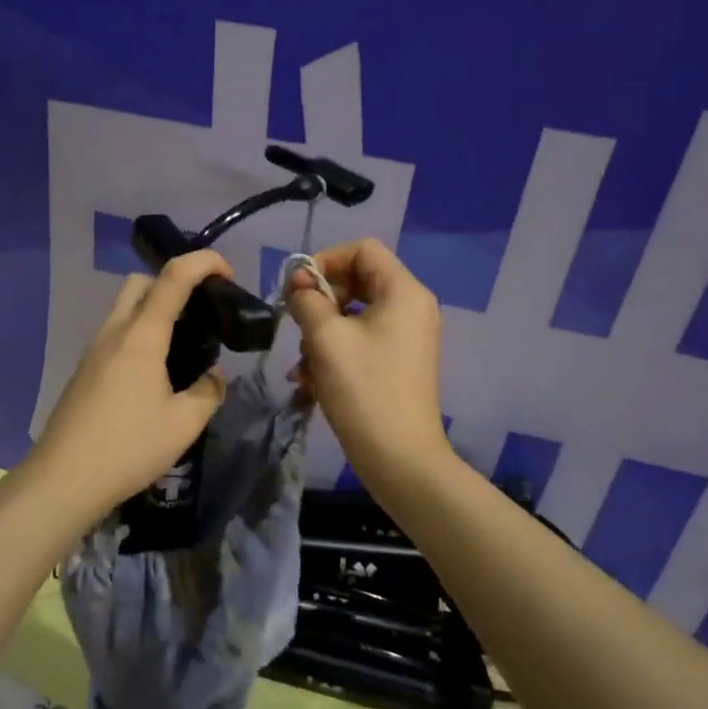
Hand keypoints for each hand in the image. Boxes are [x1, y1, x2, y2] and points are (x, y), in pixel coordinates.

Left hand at [26, 250, 232, 521]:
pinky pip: (115, 335)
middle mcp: (114, 332)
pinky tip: (154, 375)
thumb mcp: (184, 424)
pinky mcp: (84, 371)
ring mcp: (94, 351)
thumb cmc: (128, 447)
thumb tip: (213, 376)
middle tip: (199, 313)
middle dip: (172, 282)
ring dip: (154, 310)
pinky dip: (139, 335)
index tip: (227, 275)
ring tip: (182, 347)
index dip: (203, 262)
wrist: (63, 479)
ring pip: (124, 308)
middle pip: (140, 282)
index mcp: (142, 335)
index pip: (173, 277)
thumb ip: (208, 392)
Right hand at [287, 239, 455, 491]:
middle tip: (296, 324)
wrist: (399, 458)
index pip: (362, 249)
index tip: (298, 289)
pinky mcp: (399, 362)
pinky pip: (362, 339)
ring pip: (354, 313)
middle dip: (321, 300)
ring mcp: (407, 336)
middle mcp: (411, 307)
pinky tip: (310, 380)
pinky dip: (335, 351)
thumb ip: (307, 299)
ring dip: (321, 331)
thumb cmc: (363, 390)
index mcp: (403, 292)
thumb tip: (299, 281)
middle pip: (358, 280)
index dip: (325, 260)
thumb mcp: (325, 338)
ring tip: (301, 364)